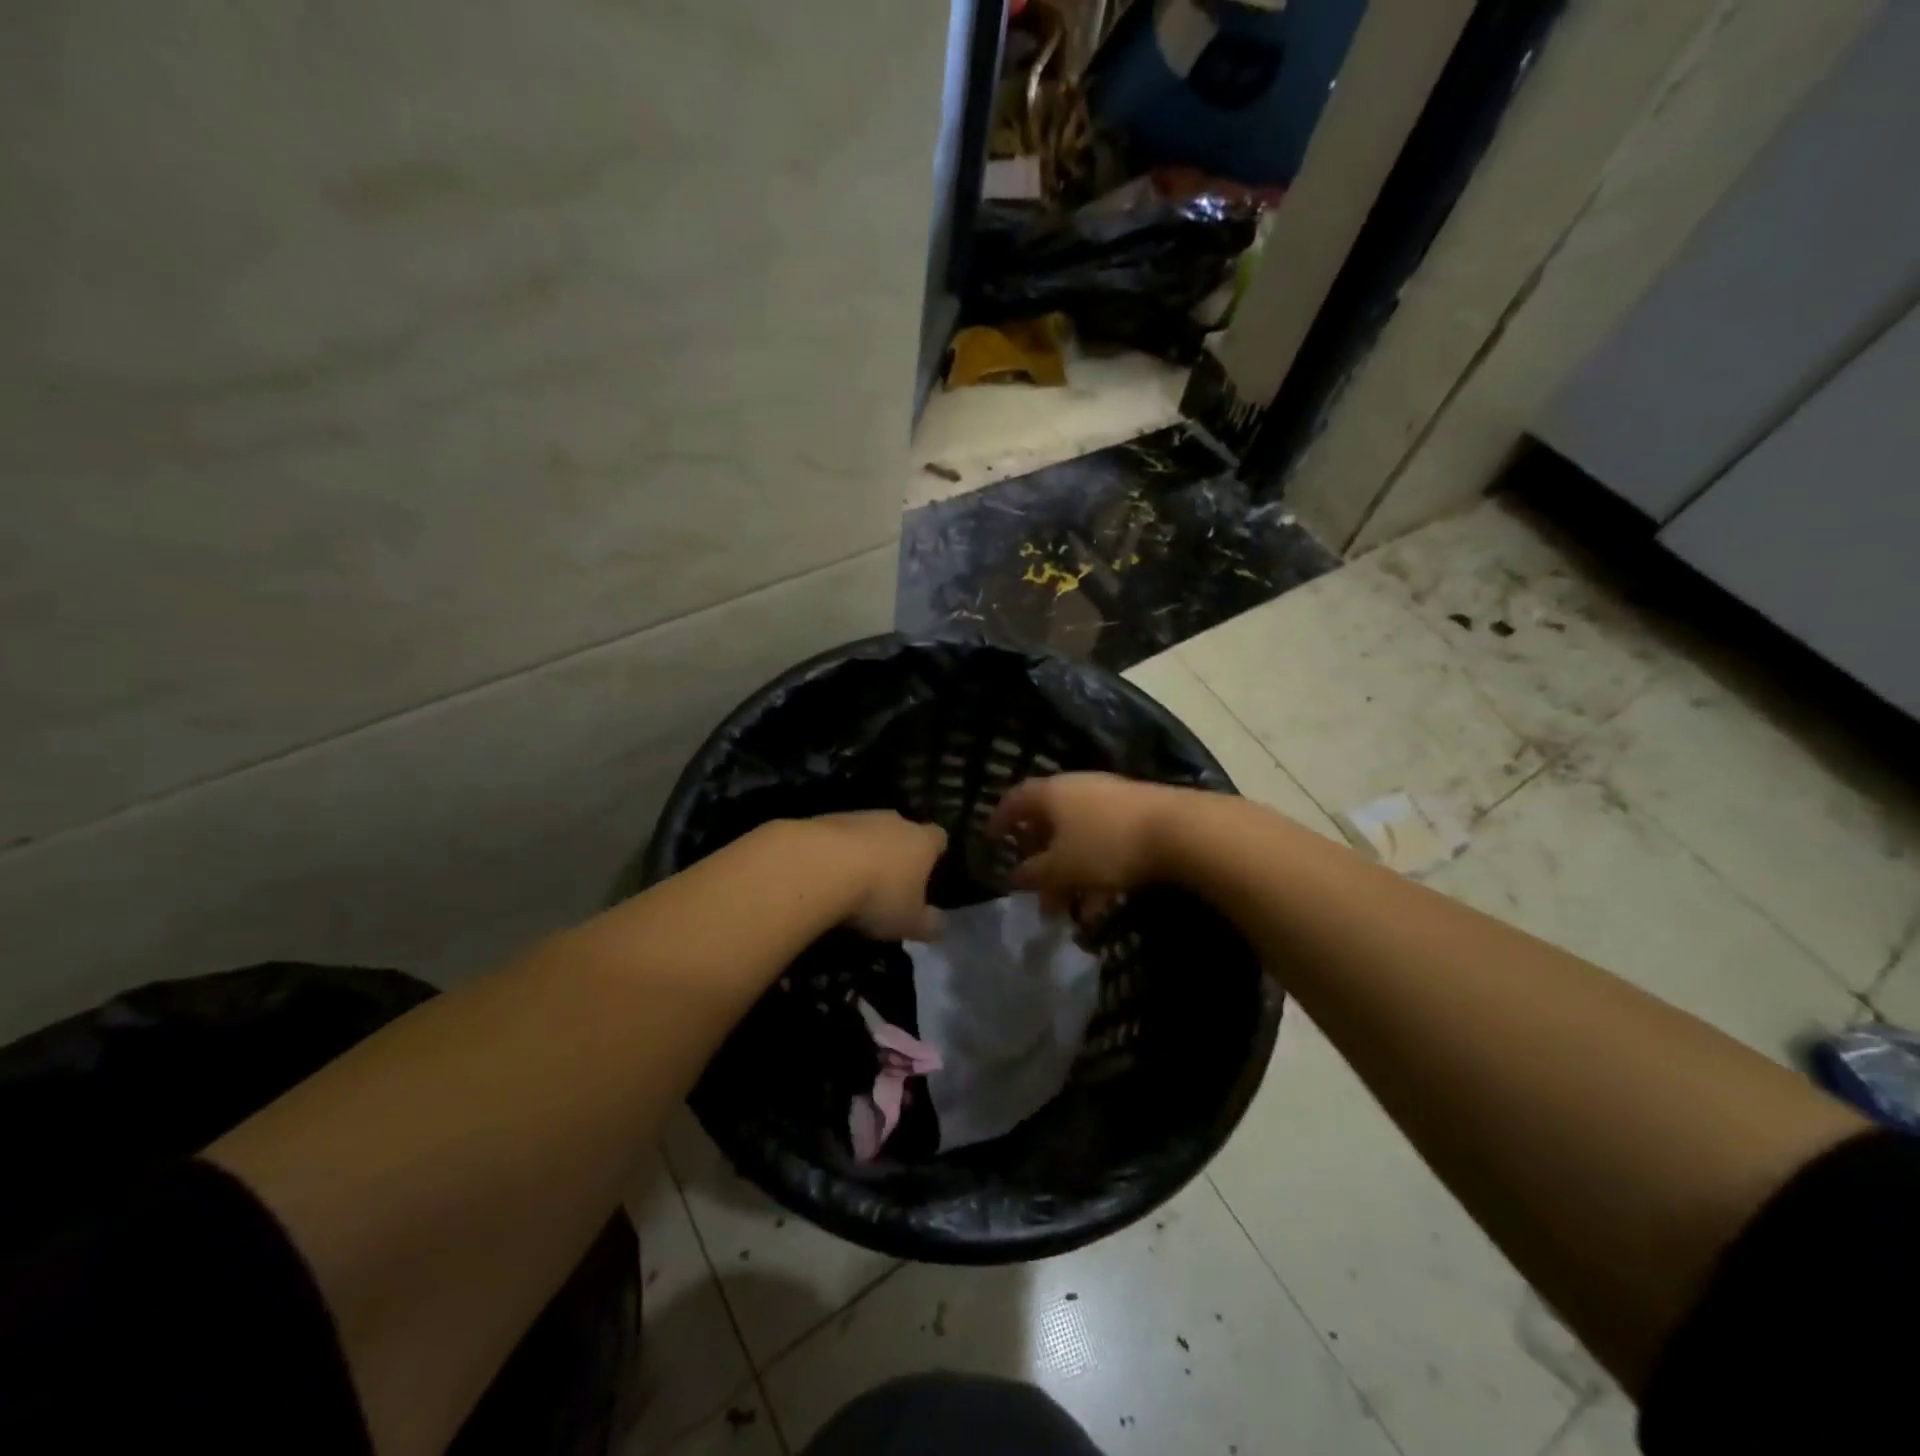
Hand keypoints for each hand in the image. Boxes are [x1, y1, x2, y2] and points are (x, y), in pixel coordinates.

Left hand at [807, 811, 947, 940]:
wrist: (819, 866)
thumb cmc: (878, 895)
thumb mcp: (909, 922)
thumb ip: (929, 924)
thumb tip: (940, 925)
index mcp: (922, 842)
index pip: (939, 837)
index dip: (935, 852)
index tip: (929, 870)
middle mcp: (895, 821)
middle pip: (902, 830)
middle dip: (897, 851)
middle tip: (890, 880)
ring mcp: (858, 816)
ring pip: (868, 831)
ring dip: (864, 850)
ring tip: (853, 880)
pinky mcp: (824, 819)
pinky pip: (837, 836)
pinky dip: (835, 852)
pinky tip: (825, 874)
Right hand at [985, 772, 1182, 917]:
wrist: (1180, 831)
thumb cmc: (1106, 846)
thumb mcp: (1061, 868)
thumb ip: (1033, 873)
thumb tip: (1015, 875)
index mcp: (1052, 793)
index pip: (1016, 799)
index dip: (1000, 819)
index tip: (991, 839)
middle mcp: (1079, 788)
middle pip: (1049, 821)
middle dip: (1039, 857)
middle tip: (1033, 886)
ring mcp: (1112, 799)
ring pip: (1079, 837)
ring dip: (1070, 872)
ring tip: (1070, 909)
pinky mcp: (1140, 815)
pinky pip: (1106, 844)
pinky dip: (1098, 872)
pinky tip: (1103, 905)